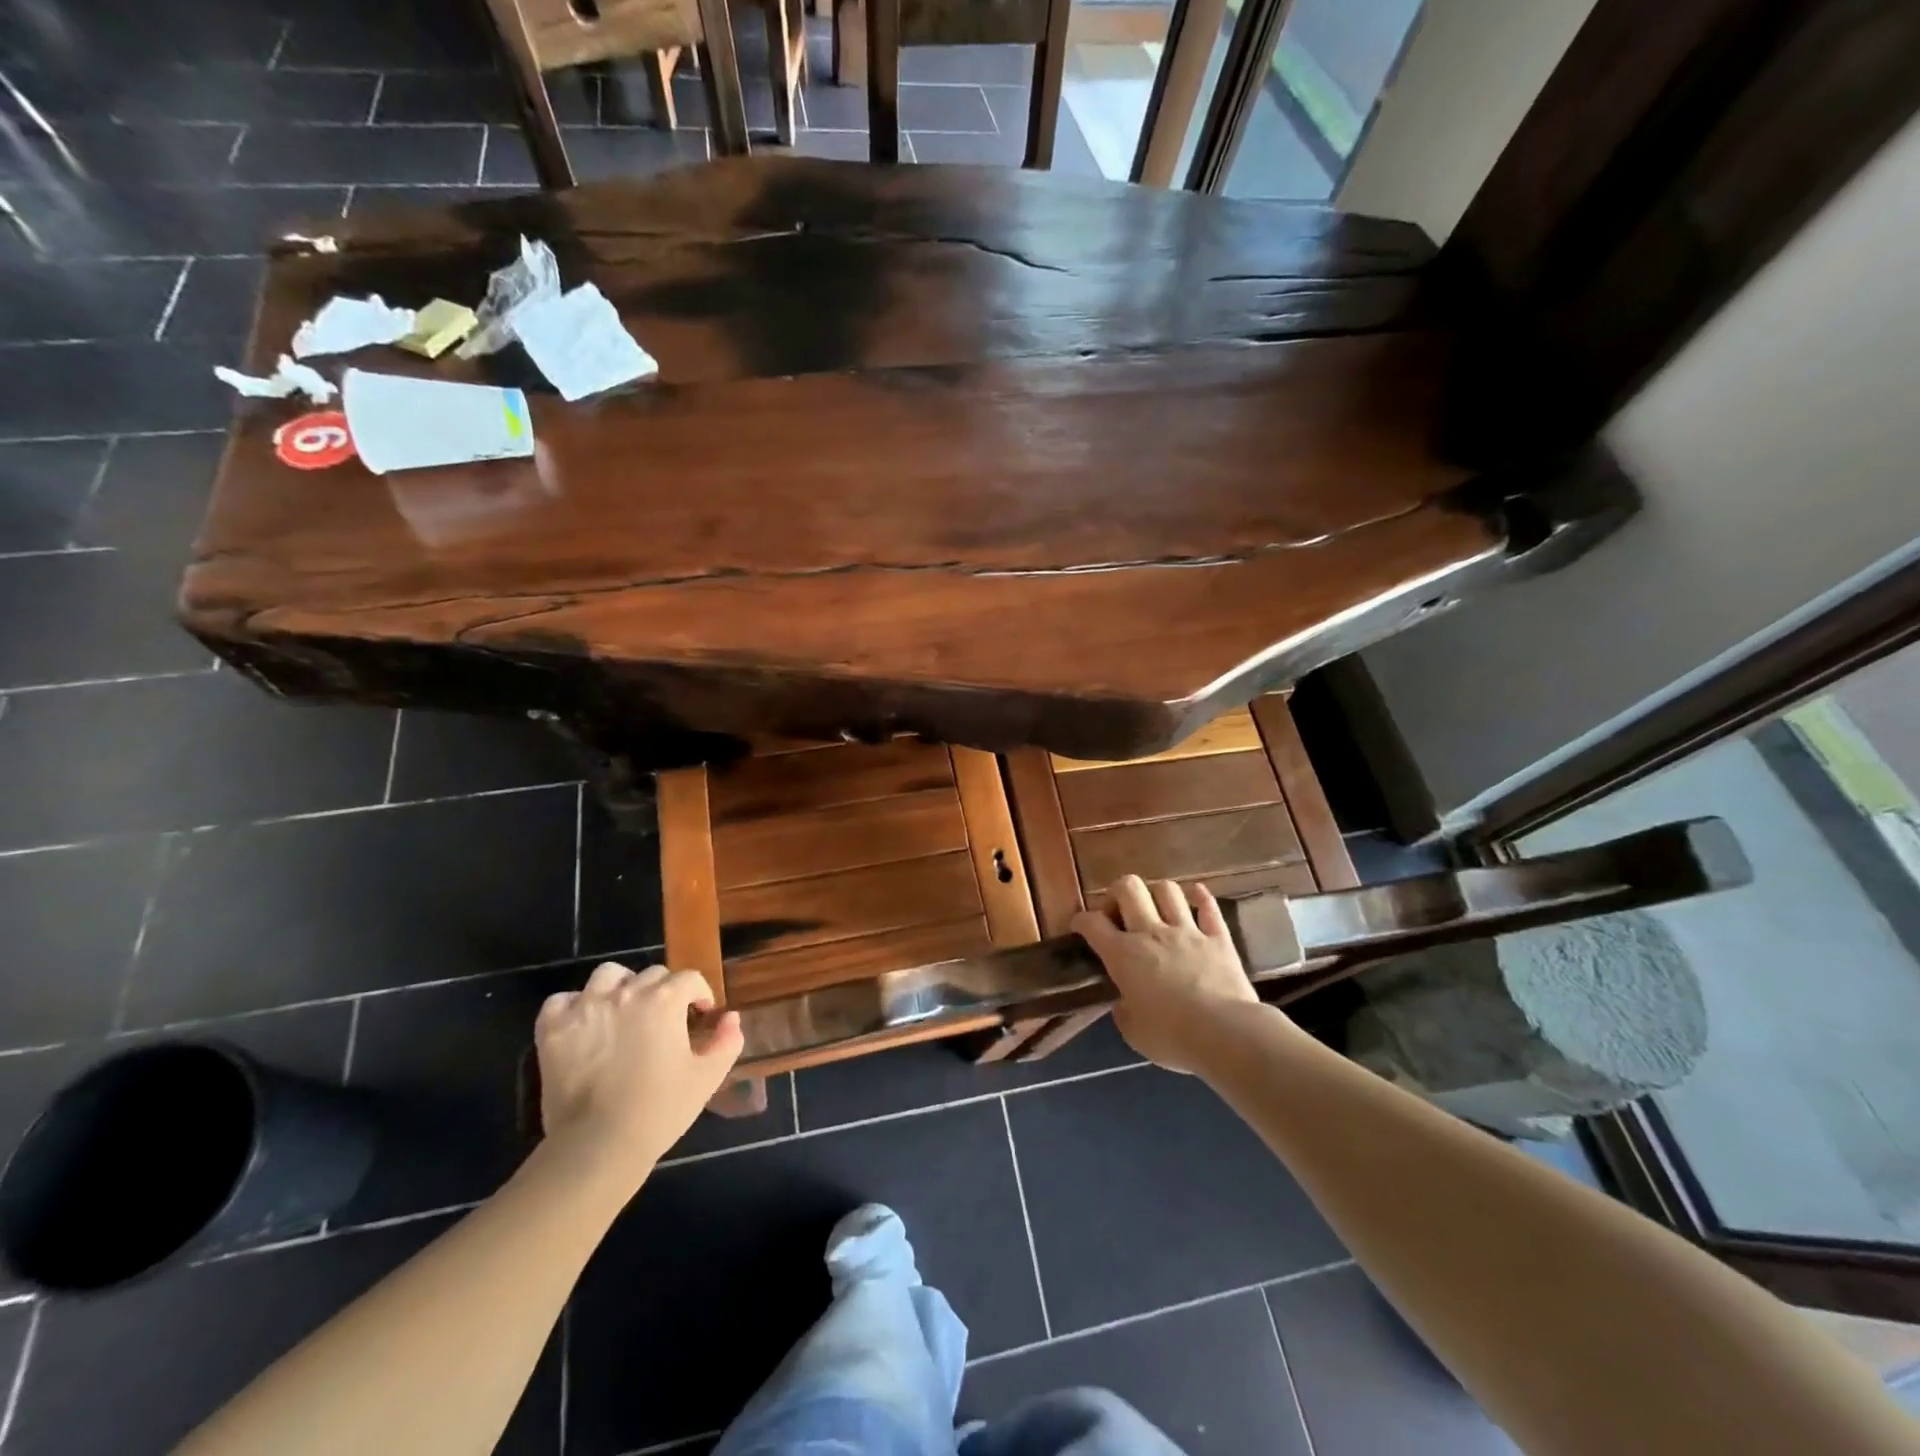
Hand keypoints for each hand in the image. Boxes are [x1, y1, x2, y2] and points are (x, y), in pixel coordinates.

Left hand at [534, 962, 744, 1187]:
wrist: (598, 1146)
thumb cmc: (659, 1110)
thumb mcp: (707, 1078)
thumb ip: (727, 1042)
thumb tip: (731, 1018)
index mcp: (665, 1000)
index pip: (690, 979)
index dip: (699, 995)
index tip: (700, 1016)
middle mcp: (626, 993)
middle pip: (651, 974)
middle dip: (664, 992)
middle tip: (664, 1021)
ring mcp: (586, 1007)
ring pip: (608, 975)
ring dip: (620, 986)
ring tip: (623, 1011)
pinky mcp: (553, 1029)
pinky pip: (561, 1000)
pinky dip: (573, 1006)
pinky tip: (584, 1025)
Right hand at [1072, 876, 1260, 1073]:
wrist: (1225, 1034)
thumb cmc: (1172, 1037)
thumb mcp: (1134, 1034)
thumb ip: (1124, 1013)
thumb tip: (1123, 1005)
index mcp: (1123, 955)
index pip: (1093, 924)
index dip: (1081, 920)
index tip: (1079, 924)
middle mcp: (1151, 933)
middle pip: (1129, 888)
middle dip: (1117, 892)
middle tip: (1118, 912)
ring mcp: (1187, 931)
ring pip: (1167, 890)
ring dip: (1156, 893)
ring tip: (1155, 907)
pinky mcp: (1218, 938)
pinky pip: (1209, 907)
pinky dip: (1201, 898)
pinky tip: (1197, 895)